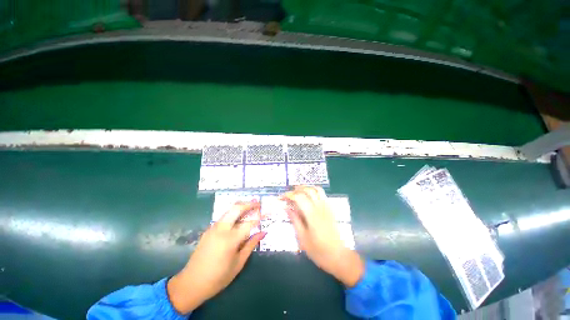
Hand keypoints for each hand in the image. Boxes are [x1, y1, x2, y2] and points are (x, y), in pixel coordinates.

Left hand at [167, 201, 265, 313]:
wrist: (191, 283)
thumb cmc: (218, 277)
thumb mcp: (238, 263)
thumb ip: (251, 244)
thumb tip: (263, 232)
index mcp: (230, 239)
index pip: (250, 223)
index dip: (260, 216)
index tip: (268, 212)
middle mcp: (221, 229)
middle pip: (237, 208)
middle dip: (249, 204)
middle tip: (258, 203)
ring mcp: (213, 228)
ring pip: (229, 210)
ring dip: (241, 206)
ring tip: (251, 206)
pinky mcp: (209, 229)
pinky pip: (224, 216)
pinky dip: (234, 212)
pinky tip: (239, 216)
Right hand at [282, 186, 363, 286]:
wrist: (338, 256)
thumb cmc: (318, 250)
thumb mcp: (302, 237)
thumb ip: (294, 220)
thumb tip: (286, 207)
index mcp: (312, 214)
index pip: (299, 197)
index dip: (289, 195)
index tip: (282, 197)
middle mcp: (320, 207)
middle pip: (308, 190)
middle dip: (297, 189)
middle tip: (289, 194)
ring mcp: (327, 207)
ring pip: (317, 189)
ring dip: (306, 188)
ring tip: (298, 193)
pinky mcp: (331, 209)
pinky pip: (323, 194)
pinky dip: (314, 191)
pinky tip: (309, 197)